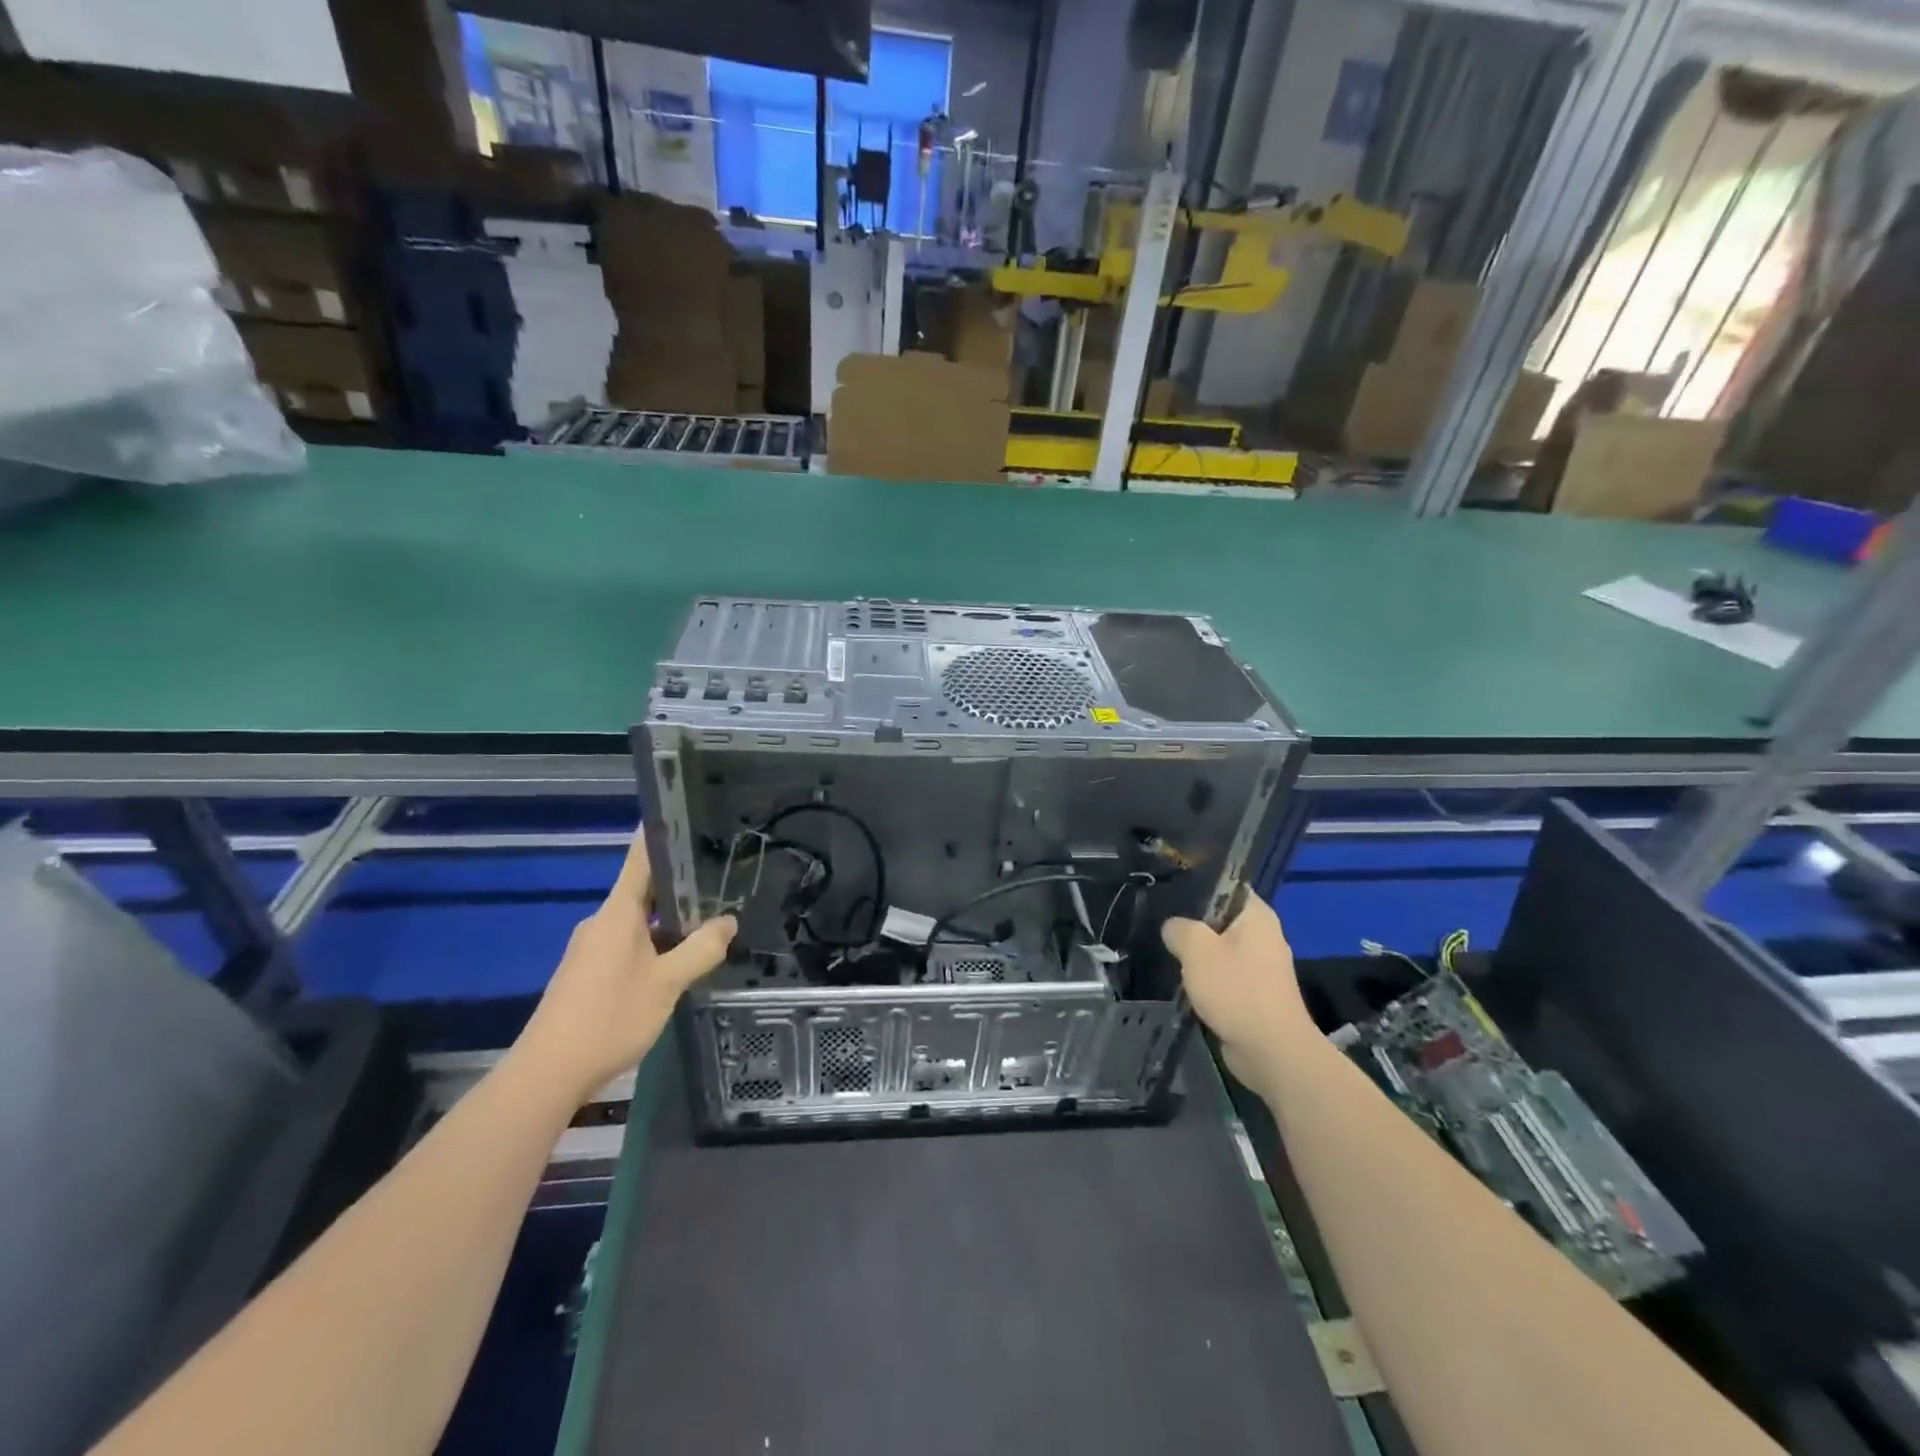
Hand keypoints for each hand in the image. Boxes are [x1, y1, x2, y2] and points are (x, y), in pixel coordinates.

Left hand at [515, 831, 735, 1105]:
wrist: (547, 1072)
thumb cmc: (610, 1017)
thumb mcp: (668, 983)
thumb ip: (701, 950)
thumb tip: (728, 921)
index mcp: (618, 913)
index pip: (640, 859)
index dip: (659, 835)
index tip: (682, 814)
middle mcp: (601, 922)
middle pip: (643, 891)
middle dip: (679, 887)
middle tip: (718, 880)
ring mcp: (590, 948)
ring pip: (636, 922)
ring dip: (667, 921)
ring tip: (706, 924)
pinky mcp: (586, 972)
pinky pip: (626, 944)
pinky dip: (652, 944)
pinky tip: (674, 963)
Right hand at [1162, 896, 1312, 1094]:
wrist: (1272, 1052)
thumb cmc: (1236, 990)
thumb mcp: (1196, 949)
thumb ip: (1179, 928)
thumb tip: (1173, 928)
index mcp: (1257, 915)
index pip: (1226, 885)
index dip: (1197, 883)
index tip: (1168, 889)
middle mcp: (1263, 935)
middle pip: (1220, 918)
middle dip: (1192, 923)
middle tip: (1160, 923)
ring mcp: (1261, 966)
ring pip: (1219, 948)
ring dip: (1197, 954)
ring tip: (1166, 950)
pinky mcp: (1254, 993)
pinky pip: (1224, 974)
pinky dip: (1206, 978)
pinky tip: (1182, 980)